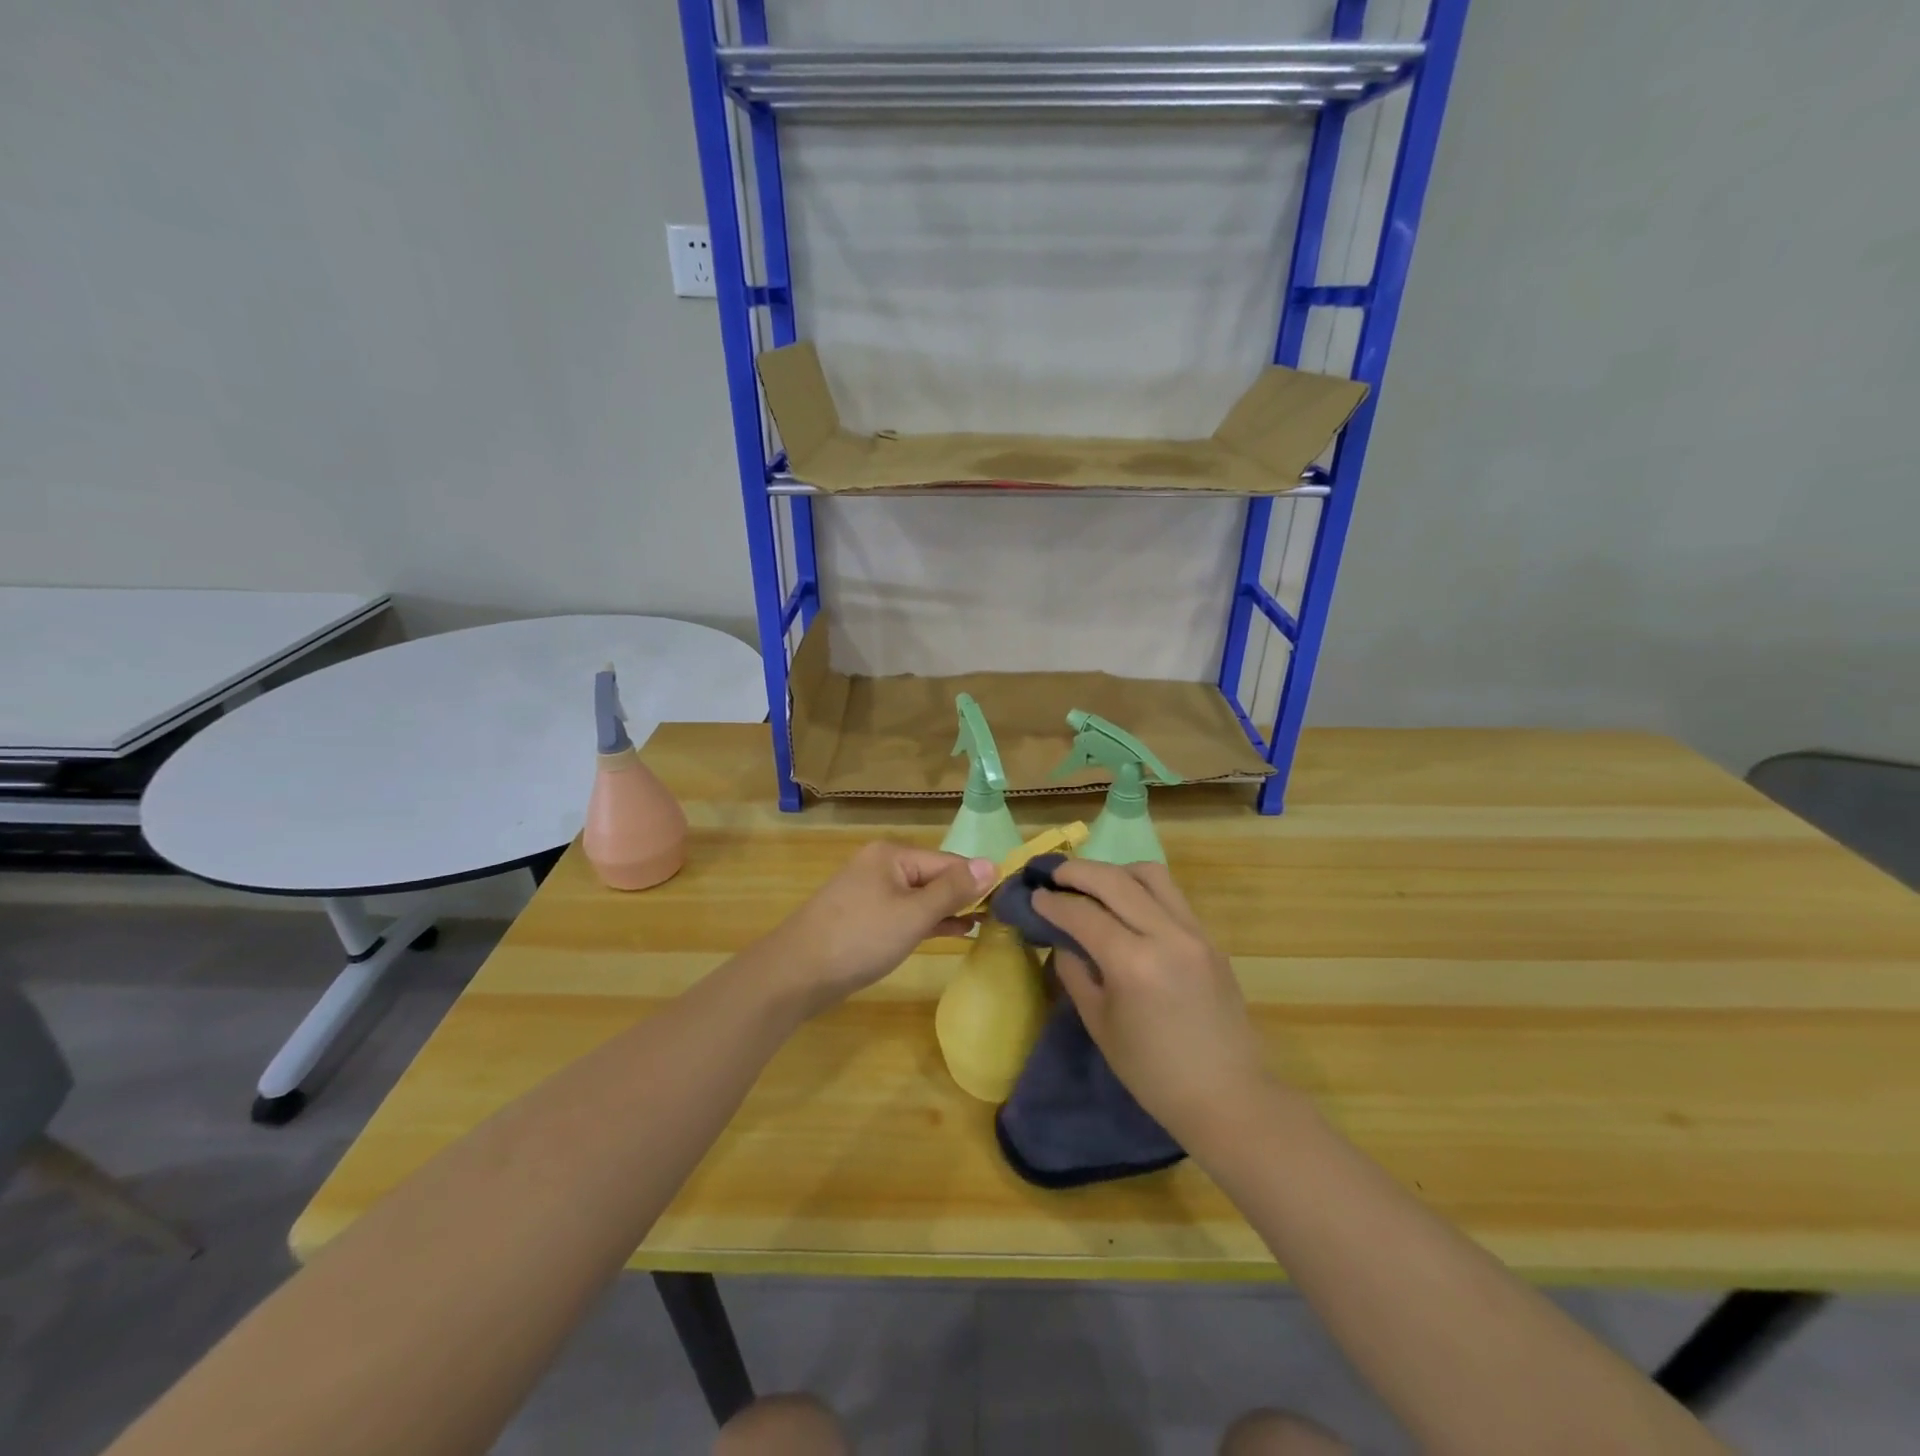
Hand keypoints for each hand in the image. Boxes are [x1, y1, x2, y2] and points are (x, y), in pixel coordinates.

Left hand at [768, 842, 994, 1014]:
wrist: (794, 974)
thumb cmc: (859, 938)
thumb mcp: (913, 914)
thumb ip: (953, 890)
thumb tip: (992, 863)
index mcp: (893, 855)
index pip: (949, 862)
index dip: (977, 881)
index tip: (1008, 901)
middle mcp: (881, 866)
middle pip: (934, 876)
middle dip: (963, 896)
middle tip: (999, 918)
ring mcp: (869, 892)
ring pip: (920, 896)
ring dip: (948, 910)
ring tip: (983, 925)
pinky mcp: (863, 917)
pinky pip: (904, 912)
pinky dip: (927, 921)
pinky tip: (952, 932)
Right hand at [1033, 860, 1267, 1147]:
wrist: (1228, 1096)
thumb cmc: (1153, 1073)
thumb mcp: (1100, 1025)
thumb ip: (1076, 973)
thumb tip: (1063, 940)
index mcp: (1133, 963)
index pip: (1083, 914)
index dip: (1052, 903)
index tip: (1033, 896)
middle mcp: (1166, 935)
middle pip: (1115, 880)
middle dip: (1077, 871)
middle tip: (1053, 874)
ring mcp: (1194, 932)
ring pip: (1150, 875)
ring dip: (1115, 872)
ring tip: (1093, 884)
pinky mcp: (1210, 938)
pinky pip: (1171, 896)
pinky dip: (1142, 889)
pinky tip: (1126, 905)